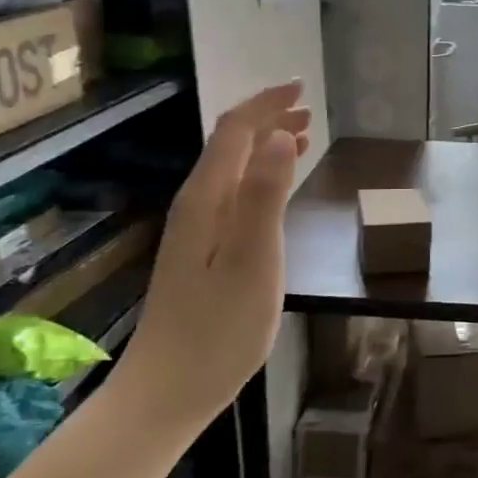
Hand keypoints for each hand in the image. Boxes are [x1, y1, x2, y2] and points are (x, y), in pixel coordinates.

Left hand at [112, 81, 311, 426]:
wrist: (169, 389)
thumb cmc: (219, 327)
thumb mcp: (254, 258)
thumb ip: (265, 194)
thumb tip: (280, 135)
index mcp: (207, 198)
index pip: (235, 131)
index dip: (267, 104)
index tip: (302, 88)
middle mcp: (197, 204)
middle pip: (230, 145)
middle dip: (267, 119)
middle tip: (308, 111)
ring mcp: (196, 230)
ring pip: (232, 169)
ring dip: (265, 146)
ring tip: (300, 138)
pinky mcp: (202, 252)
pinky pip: (233, 194)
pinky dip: (260, 177)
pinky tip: (275, 190)